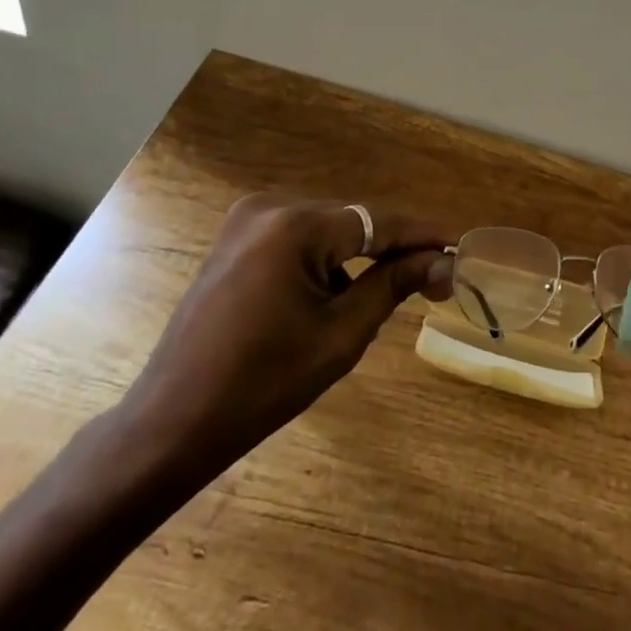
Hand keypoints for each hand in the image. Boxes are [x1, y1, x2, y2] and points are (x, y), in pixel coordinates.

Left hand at [112, 194, 453, 499]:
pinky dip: (322, 262)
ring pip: (325, 231)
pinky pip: (296, 240)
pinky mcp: (233, 241)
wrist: (173, 423)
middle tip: (430, 280)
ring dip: (355, 258)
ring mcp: (245, 222)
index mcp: (294, 227)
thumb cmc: (263, 384)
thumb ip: (394, 285)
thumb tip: (442, 262)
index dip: (421, 236)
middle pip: (351, 222)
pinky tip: (330, 298)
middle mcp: (269, 207)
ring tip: (382, 295)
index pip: (377, 221)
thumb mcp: (341, 335)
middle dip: (390, 249)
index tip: (457, 250)